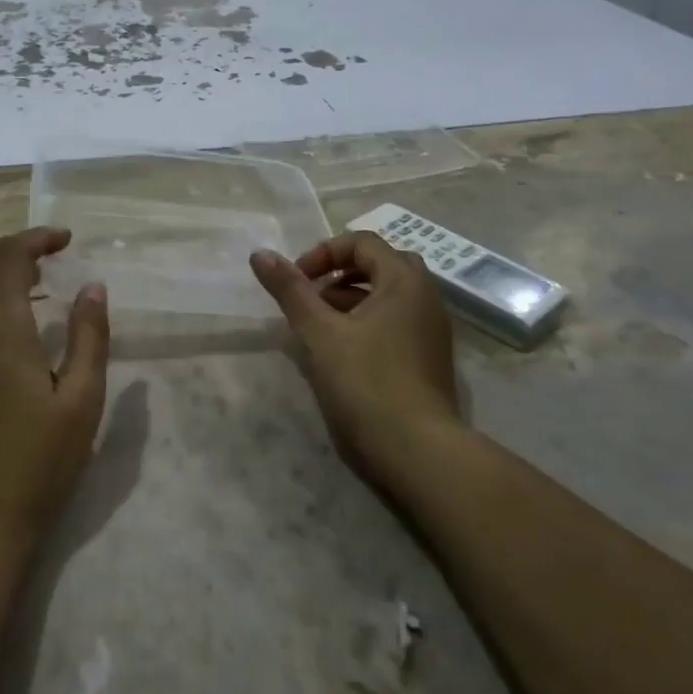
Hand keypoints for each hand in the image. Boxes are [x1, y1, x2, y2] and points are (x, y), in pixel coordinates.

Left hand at [0, 227, 110, 540]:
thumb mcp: (82, 402)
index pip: (10, 258)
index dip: (37, 238)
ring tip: (36, 296)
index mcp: (2, 333)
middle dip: (5, 246)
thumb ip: (90, 337)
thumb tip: (93, 287)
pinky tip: (12, 341)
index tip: (66, 240)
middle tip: (43, 257)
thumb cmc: (38, 463)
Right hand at [250, 231, 466, 480]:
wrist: (418, 450)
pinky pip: (396, 321)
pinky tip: (343, 351)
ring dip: (351, 298)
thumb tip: (260, 254)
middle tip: (312, 296)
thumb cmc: (366, 381)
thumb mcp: (319, 333)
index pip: (362, 243)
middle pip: (379, 264)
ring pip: (388, 295)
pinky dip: (368, 321)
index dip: (324, 253)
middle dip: (340, 274)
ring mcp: (432, 329)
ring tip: (320, 326)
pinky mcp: (429, 357)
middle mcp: (426, 296)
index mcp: (404, 280)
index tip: (298, 281)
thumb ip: (290, 290)